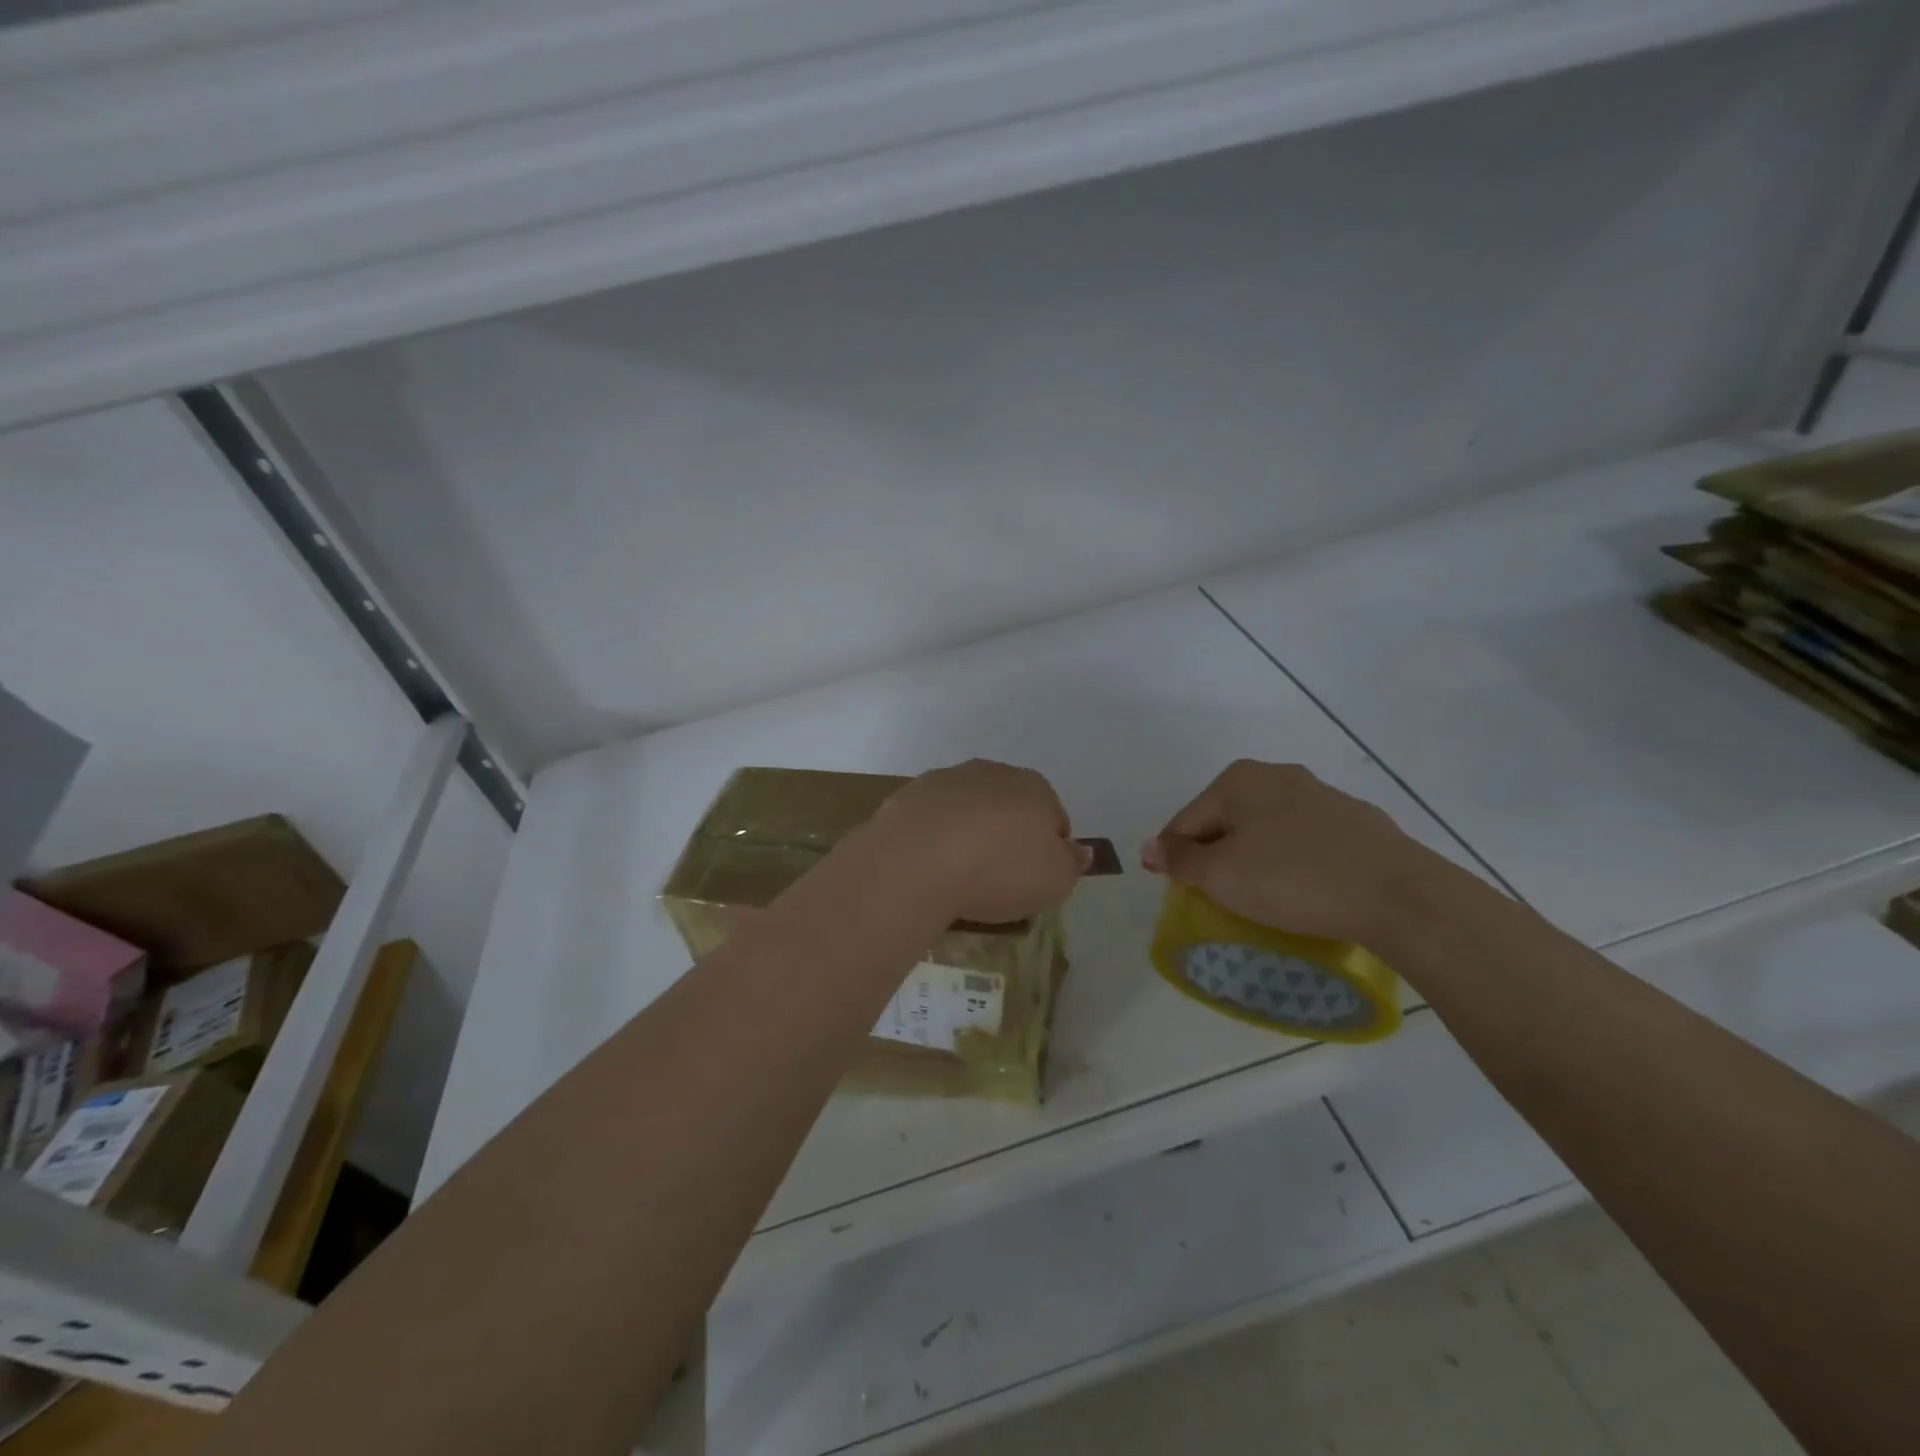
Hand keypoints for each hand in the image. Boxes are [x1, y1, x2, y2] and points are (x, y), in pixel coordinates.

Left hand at [874, 759, 1090, 924]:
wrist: (916, 860)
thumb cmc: (1000, 870)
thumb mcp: (1056, 880)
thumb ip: (1072, 863)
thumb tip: (1079, 850)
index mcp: (1034, 787)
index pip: (1054, 817)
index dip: (1049, 851)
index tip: (1035, 880)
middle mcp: (991, 772)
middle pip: (1008, 807)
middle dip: (1006, 836)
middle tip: (998, 880)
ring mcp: (945, 780)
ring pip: (967, 810)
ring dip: (967, 834)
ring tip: (959, 877)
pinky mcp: (907, 795)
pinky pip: (931, 821)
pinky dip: (933, 840)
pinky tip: (929, 868)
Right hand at [1141, 760, 1440, 947]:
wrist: (1398, 895)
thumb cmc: (1293, 879)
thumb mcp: (1221, 876)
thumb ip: (1180, 860)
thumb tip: (1149, 847)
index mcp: (1238, 780)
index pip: (1186, 821)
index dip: (1175, 859)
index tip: (1180, 894)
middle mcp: (1277, 775)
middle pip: (1226, 821)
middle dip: (1216, 857)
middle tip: (1219, 899)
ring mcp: (1321, 795)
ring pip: (1267, 830)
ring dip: (1254, 859)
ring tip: (1262, 898)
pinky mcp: (1357, 821)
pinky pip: (1305, 841)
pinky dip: (1292, 861)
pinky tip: (1303, 889)